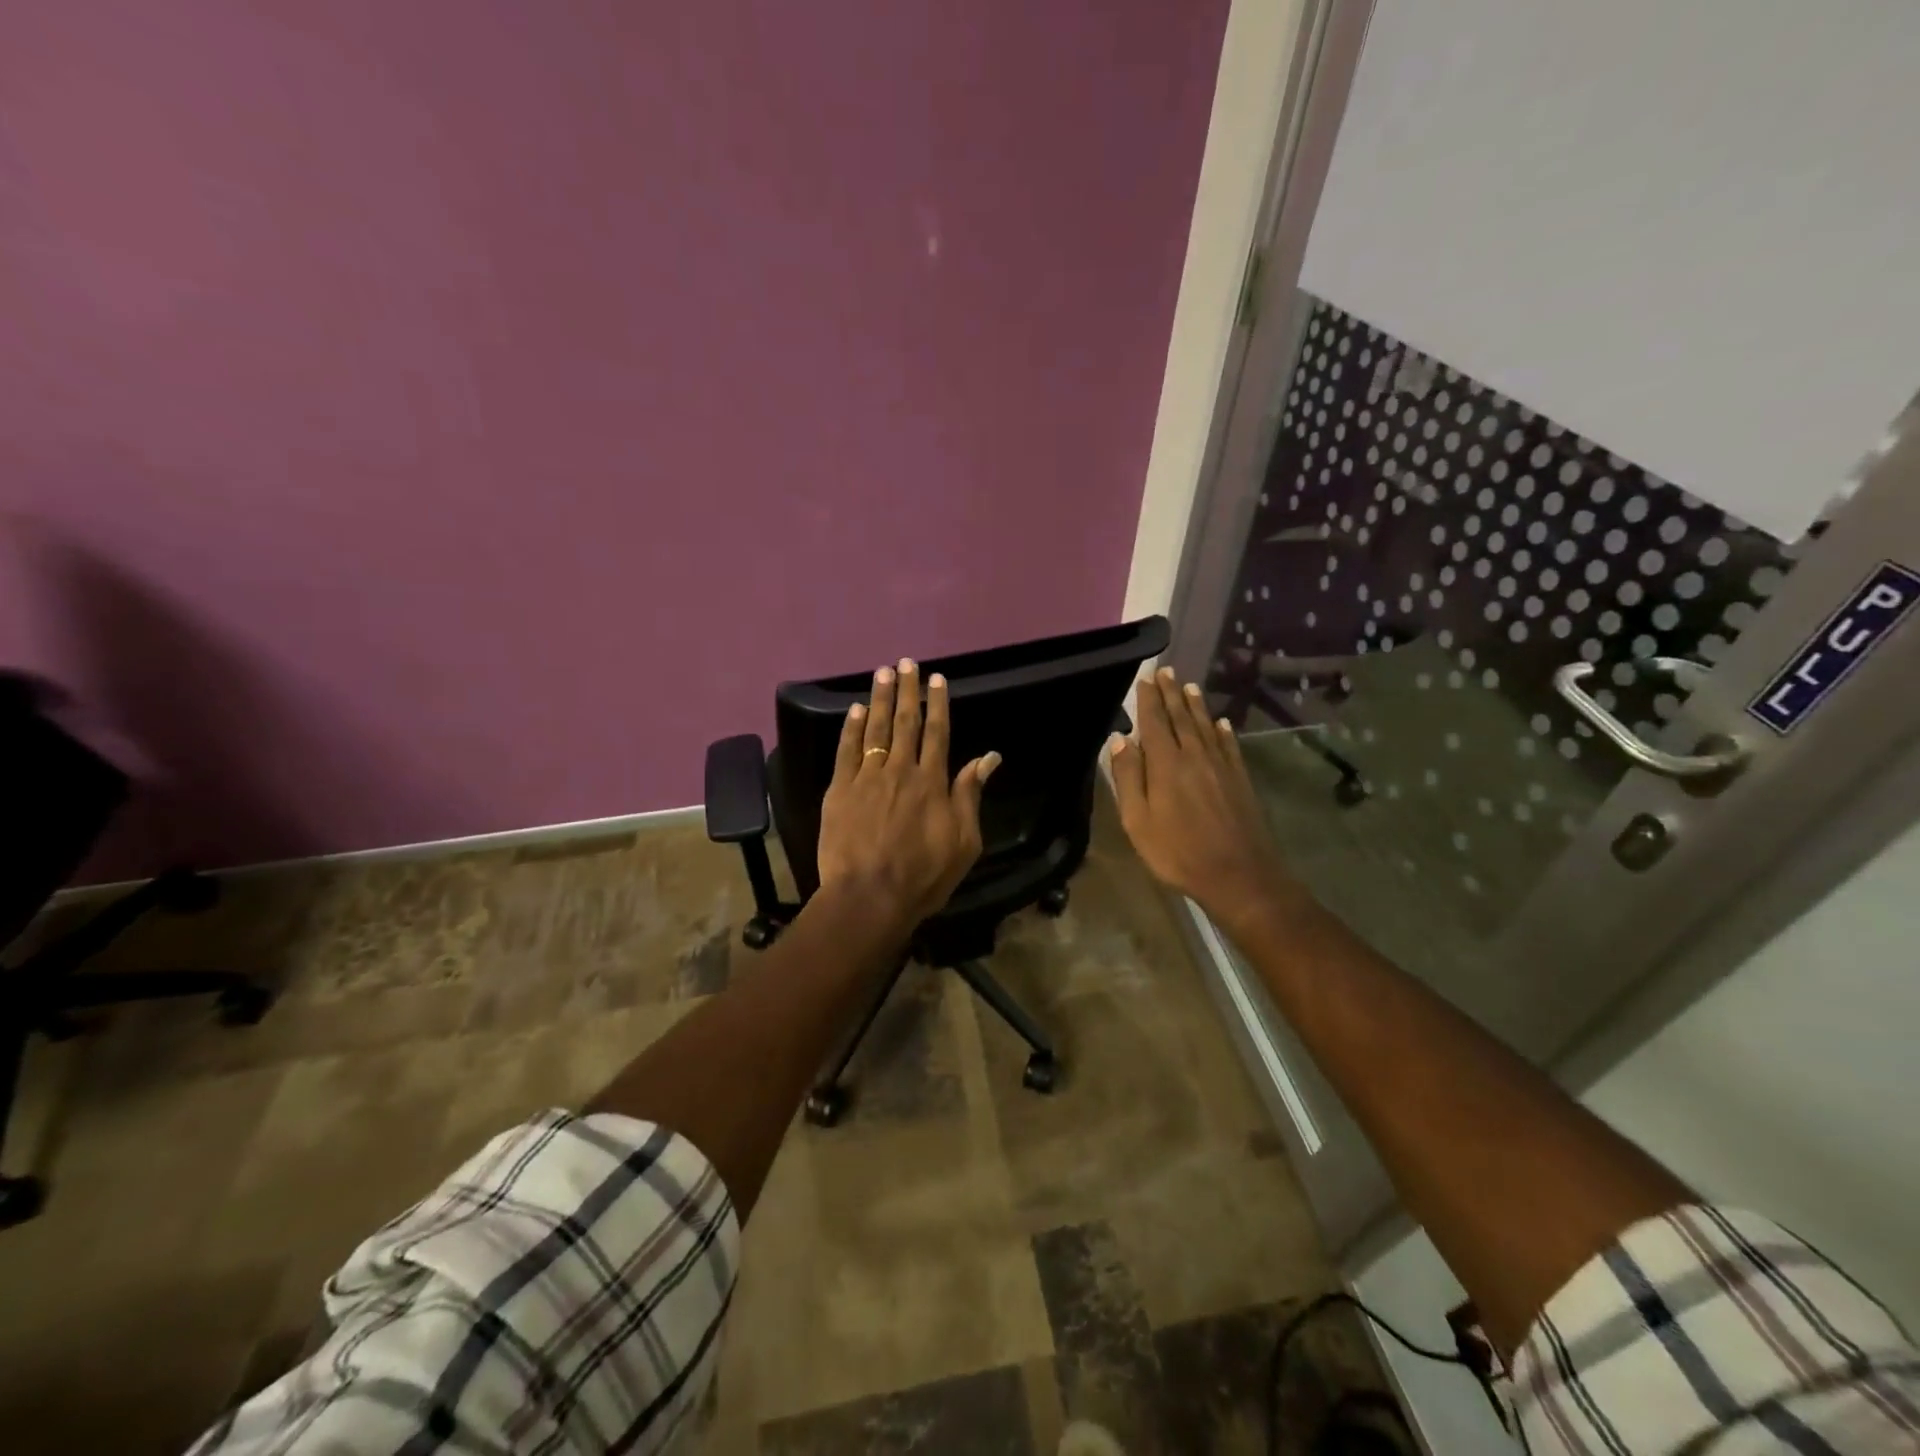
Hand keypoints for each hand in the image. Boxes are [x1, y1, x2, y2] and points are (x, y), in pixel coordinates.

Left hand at [816, 658, 999, 930]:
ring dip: (881, 699)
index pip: (938, 733)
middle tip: (907, 663)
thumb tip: (989, 757)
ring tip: (883, 672)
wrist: (870, 896)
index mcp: (933, 782)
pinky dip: (852, 728)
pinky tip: (856, 709)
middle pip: (906, 722)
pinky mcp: (840, 790)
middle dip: (908, 691)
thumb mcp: (964, 840)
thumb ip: (971, 794)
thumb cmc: (924, 875)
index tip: (937, 679)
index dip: (938, 704)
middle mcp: (901, 770)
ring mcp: (867, 777)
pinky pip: (847, 751)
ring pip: (876, 729)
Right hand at [1108, 667, 1285, 931]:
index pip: (1154, 722)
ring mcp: (1221, 766)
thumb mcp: (1138, 820)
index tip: (1145, 678)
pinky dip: (1223, 731)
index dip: (1148, 699)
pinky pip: (1229, 746)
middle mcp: (1194, 756)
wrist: (1238, 875)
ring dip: (1196, 705)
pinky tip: (1221, 723)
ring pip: (1206, 726)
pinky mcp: (1240, 779)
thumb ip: (1128, 777)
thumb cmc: (1178, 852)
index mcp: (1166, 764)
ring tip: (1189, 686)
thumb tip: (1120, 738)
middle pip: (1181, 717)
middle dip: (1172, 693)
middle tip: (1167, 671)